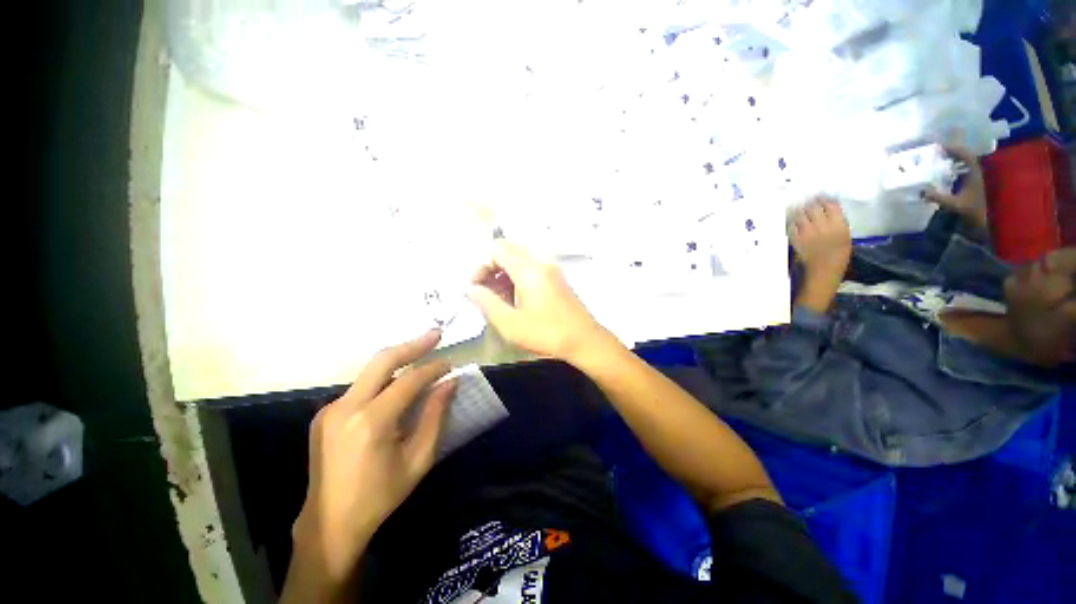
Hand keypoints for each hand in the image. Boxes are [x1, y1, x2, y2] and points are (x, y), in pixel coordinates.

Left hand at [291, 330, 454, 586]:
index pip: (409, 380)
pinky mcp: (325, 414)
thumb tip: (450, 383)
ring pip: (371, 371)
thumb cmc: (380, 496)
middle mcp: (345, 407)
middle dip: (413, 344)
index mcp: (370, 422)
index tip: (450, 364)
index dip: (433, 368)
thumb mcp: (418, 459)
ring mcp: (330, 409)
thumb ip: (436, 416)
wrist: (329, 523)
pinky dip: (384, 379)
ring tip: (422, 354)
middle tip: (436, 334)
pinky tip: (398, 384)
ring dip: (399, 360)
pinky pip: (361, 387)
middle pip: (383, 360)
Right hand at [467, 240, 603, 362]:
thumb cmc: (547, 333)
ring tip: (499, 299)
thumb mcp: (510, 324)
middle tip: (486, 291)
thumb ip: (486, 303)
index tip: (477, 287)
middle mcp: (541, 262)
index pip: (497, 249)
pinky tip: (515, 299)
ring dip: (504, 273)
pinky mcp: (556, 278)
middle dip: (492, 267)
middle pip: (508, 250)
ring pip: (519, 258)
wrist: (585, 341)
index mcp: (529, 269)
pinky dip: (517, 277)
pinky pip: (531, 267)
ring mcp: (551, 269)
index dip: (482, 265)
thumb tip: (471, 289)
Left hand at [791, 197, 851, 281]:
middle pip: (814, 207)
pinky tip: (795, 221)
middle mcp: (822, 226)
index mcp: (838, 224)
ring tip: (801, 210)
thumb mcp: (845, 235)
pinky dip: (794, 221)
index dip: (825, 200)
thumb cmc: (838, 254)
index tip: (821, 199)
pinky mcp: (796, 238)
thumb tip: (828, 208)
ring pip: (801, 214)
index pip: (830, 205)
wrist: (823, 269)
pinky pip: (792, 225)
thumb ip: (837, 221)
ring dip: (801, 211)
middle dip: (811, 204)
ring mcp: (807, 232)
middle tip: (809, 203)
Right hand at [925, 145, 987, 228]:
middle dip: (953, 152)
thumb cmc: (970, 213)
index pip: (966, 156)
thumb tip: (921, 191)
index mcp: (974, 175)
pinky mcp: (970, 185)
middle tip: (937, 151)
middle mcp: (975, 174)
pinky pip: (962, 170)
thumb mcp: (953, 205)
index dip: (955, 149)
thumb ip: (938, 198)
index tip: (940, 147)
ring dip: (953, 159)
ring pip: (965, 163)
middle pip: (966, 157)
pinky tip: (944, 170)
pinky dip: (954, 167)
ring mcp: (973, 179)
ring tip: (939, 158)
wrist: (981, 223)